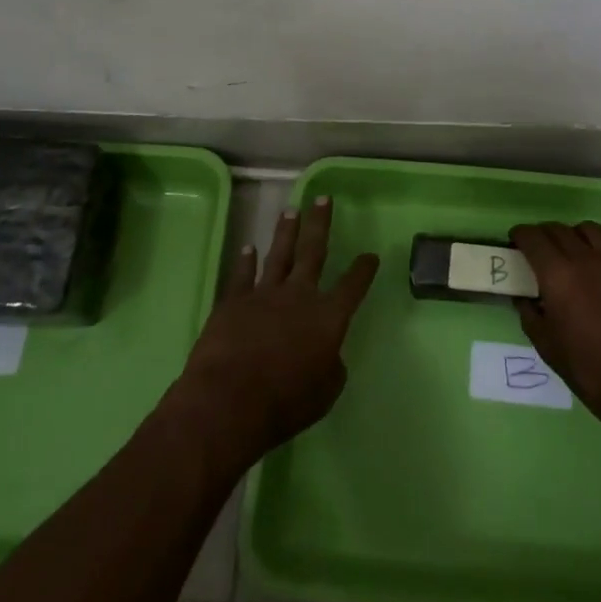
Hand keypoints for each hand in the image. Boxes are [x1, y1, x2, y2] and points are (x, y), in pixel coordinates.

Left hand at [171, 196, 378, 467]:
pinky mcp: (233, 302)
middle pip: (313, 252)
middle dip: (320, 224)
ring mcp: (264, 294)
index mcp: (328, 317)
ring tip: (291, 210)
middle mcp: (299, 296)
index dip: (363, 269)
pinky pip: (242, 275)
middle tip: (323, 198)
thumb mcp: (325, 393)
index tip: (371, 254)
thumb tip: (328, 353)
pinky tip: (249, 248)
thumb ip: (331, 367)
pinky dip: (246, 261)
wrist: (229, 400)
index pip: (352, 286)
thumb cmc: (285, 403)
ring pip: (279, 255)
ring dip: (286, 232)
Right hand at [511, 221, 600, 456]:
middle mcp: (587, 259)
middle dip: (544, 235)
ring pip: (590, 231)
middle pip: (559, 229)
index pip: (533, 237)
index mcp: (558, 273)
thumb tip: (525, 299)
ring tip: (571, 254)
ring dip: (574, 236)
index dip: (520, 234)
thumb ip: (530, 315)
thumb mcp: (547, 347)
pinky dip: (600, 259)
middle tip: (538, 250)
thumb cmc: (590, 370)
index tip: (515, 241)